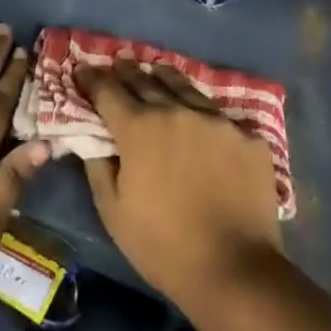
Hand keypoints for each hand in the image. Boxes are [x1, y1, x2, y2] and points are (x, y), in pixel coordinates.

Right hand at [78, 59, 282, 313]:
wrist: (234, 268)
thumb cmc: (163, 245)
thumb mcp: (113, 211)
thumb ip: (99, 166)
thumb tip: (92, 139)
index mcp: (140, 128)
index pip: (108, 91)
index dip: (92, 78)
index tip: (82, 70)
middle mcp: (178, 111)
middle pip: (146, 81)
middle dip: (127, 71)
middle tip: (118, 62)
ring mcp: (218, 120)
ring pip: (186, 88)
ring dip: (165, 78)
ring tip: (156, 70)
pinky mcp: (248, 136)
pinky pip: (219, 115)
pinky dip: (202, 112)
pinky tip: (201, 117)